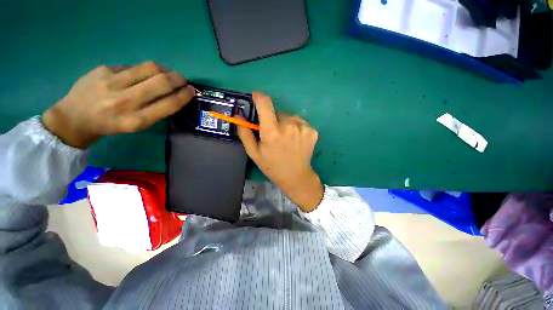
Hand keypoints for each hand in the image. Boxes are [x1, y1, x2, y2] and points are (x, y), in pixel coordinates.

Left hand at [42, 61, 194, 148]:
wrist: (75, 117)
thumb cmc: (111, 125)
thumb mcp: (137, 125)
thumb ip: (156, 110)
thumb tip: (174, 93)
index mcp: (137, 120)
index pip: (170, 104)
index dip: (185, 95)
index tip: (191, 90)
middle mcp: (125, 101)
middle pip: (162, 82)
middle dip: (178, 79)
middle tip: (182, 79)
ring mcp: (112, 83)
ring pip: (149, 68)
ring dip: (165, 70)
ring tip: (166, 73)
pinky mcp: (103, 69)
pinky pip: (132, 66)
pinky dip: (143, 70)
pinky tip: (141, 75)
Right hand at [237, 92, 323, 211]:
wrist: (297, 177)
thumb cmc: (273, 167)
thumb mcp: (254, 153)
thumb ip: (245, 133)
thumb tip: (239, 115)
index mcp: (272, 133)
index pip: (265, 104)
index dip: (259, 97)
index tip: (256, 96)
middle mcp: (289, 126)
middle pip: (277, 111)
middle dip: (273, 118)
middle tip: (273, 133)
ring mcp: (303, 127)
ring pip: (289, 116)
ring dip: (285, 123)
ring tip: (285, 138)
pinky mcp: (312, 130)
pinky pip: (299, 122)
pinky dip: (295, 127)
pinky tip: (295, 140)